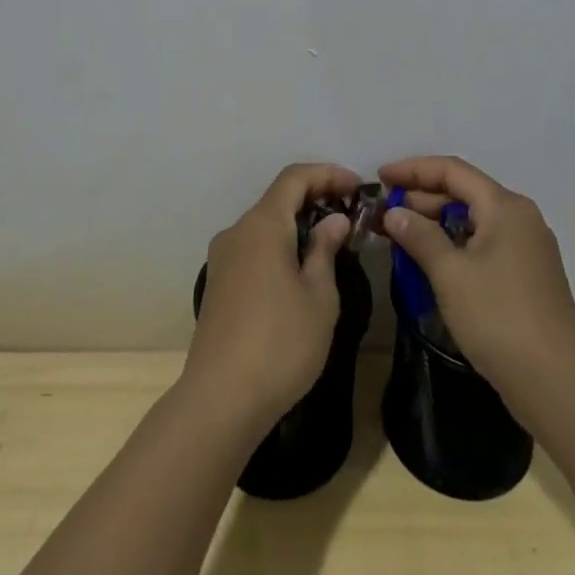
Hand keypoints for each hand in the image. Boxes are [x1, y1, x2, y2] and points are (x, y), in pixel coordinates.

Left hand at [184, 162, 360, 433]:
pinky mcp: (217, 284)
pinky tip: (298, 271)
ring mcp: (222, 258)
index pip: (295, 177)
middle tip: (349, 216)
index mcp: (262, 225)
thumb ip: (325, 250)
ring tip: (329, 245)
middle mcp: (237, 231)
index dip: (328, 174)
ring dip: (297, 225)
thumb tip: (334, 221)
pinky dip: (279, 246)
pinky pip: (253, 248)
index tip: (357, 186)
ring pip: (264, 225)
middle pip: (277, 199)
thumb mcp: (318, 297)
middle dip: (315, 199)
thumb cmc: (280, 344)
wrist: (219, 400)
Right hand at [379, 156, 574, 408]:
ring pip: (475, 219)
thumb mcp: (450, 274)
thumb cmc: (499, 319)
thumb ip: (419, 236)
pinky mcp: (529, 274)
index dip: (413, 169)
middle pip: (465, 191)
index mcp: (504, 206)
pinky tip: (433, 260)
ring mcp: (528, 247)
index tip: (380, 177)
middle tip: (384, 211)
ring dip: (437, 222)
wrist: (558, 385)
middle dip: (422, 197)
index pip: (452, 171)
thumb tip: (394, 212)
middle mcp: (520, 217)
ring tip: (401, 234)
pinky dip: (456, 243)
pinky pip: (485, 242)